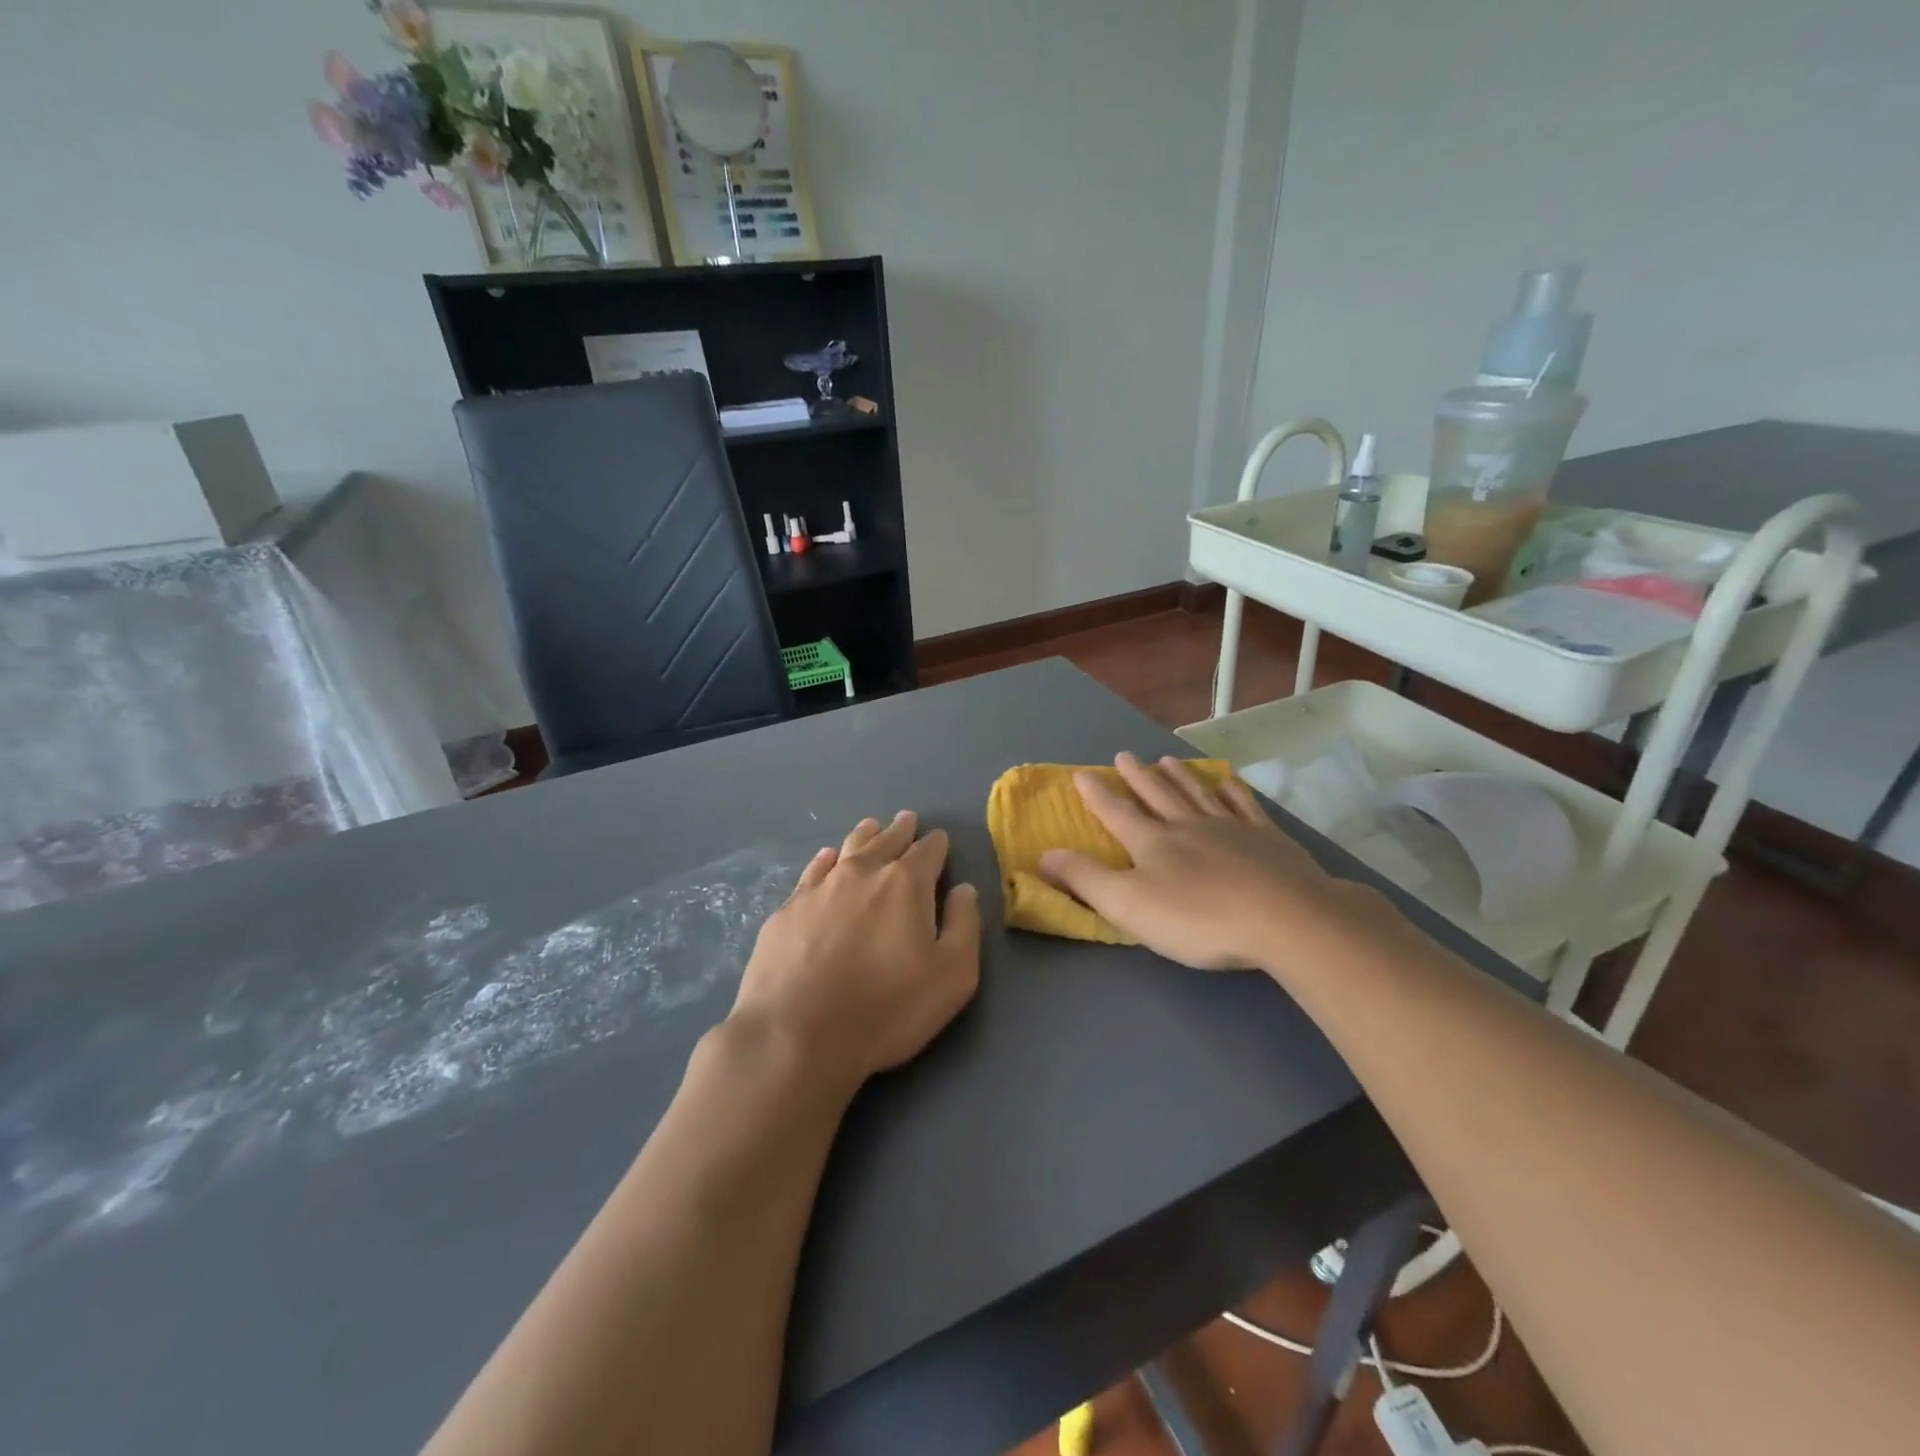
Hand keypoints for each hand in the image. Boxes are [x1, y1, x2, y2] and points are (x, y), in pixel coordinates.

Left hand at [729, 811, 980, 1093]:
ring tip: (871, 827)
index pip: (928, 851)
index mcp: (906, 884)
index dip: (937, 844)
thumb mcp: (951, 976)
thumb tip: (964, 890)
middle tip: (907, 820)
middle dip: (901, 830)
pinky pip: (813, 870)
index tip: (939, 840)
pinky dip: (826, 860)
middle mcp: (862, 873)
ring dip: (865, 836)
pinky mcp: (788, 909)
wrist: (795, 1035)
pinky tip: (827, 858)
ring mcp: (820, 888)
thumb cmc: (885, 1009)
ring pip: (848, 848)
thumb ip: (964, 926)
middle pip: (886, 841)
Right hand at [1037, 753, 1363, 972]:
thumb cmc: (1198, 918)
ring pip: (1198, 794)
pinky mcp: (1268, 840)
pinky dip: (1232, 792)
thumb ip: (1084, 879)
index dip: (1096, 795)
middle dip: (1137, 777)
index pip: (1117, 813)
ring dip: (1179, 777)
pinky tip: (1228, 782)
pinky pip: (1244, 806)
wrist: (1284, 919)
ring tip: (1167, 759)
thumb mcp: (1128, 905)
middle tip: (1123, 755)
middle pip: (1157, 795)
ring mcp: (1231, 829)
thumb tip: (1042, 855)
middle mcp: (1188, 826)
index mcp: (1153, 843)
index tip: (1081, 774)